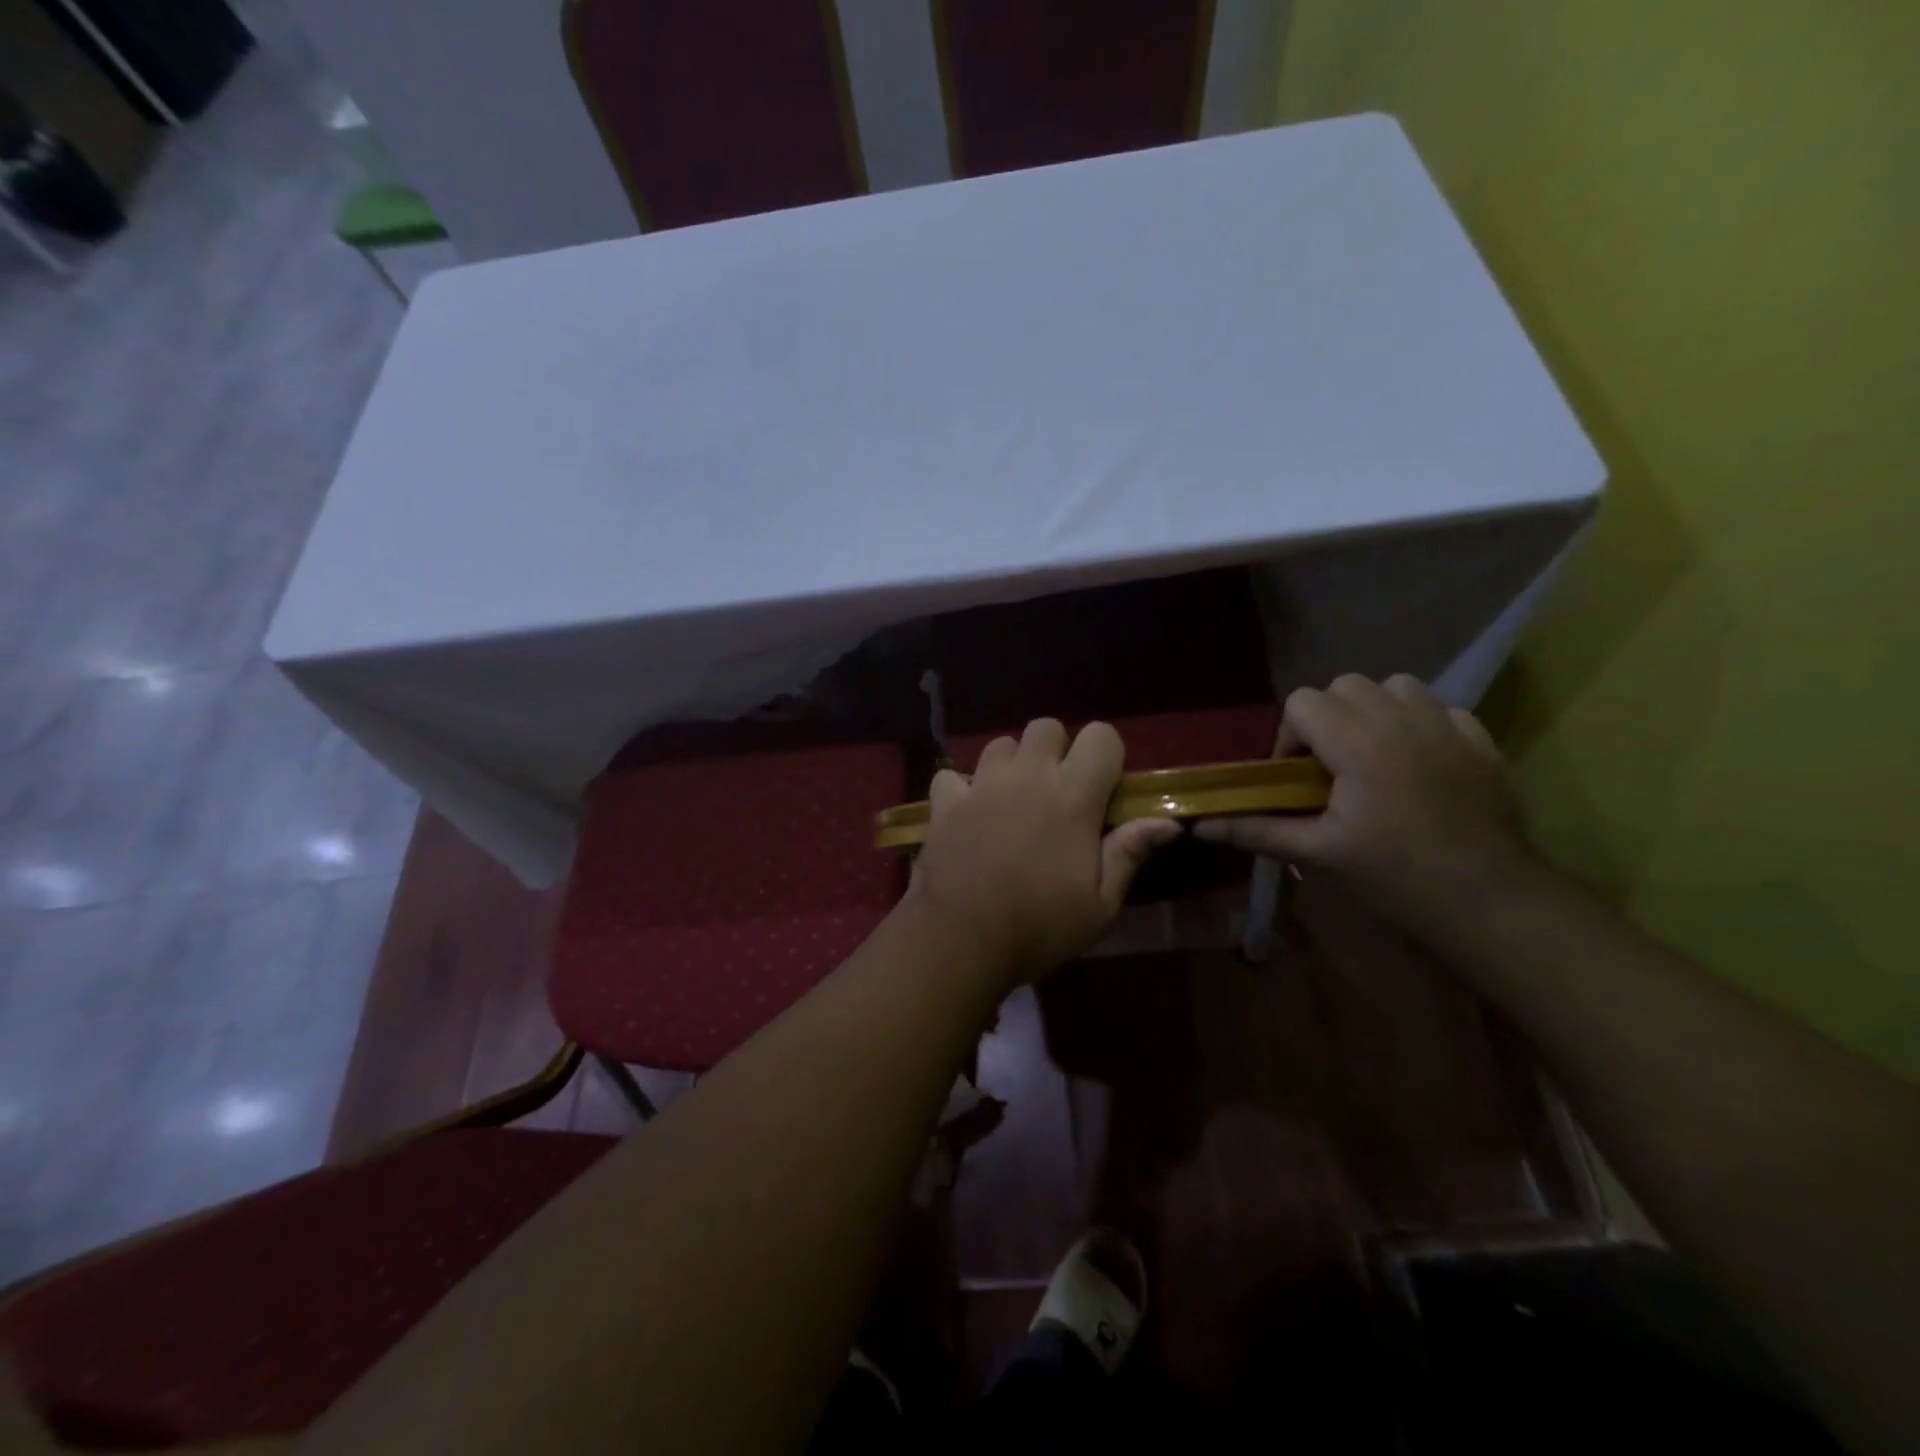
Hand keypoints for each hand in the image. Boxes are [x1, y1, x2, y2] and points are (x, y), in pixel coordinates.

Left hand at [906, 719, 1179, 988]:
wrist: (961, 939)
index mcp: (1073, 795)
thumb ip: (1129, 853)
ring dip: (1012, 764)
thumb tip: (1168, 822)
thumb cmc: (1040, 925)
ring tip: (1013, 800)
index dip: (1107, 756)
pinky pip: (952, 775)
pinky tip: (969, 814)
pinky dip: (962, 789)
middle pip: (1047, 727)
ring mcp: (982, 784)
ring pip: (1001, 743)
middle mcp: (1028, 776)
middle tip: (1057, 792)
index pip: (1101, 736)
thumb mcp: (1100, 904)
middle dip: (1057, 750)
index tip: (1103, 789)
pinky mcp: (946, 801)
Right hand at [1193, 674, 1539, 940]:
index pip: (1304, 702)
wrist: (1487, 898)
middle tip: (1330, 767)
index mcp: (1356, 742)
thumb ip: (1256, 830)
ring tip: (1372, 755)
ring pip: (1394, 686)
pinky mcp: (1479, 741)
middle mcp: (1399, 719)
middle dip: (1327, 718)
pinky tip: (1418, 762)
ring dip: (1372, 710)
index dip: (1290, 735)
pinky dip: (1418, 722)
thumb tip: (1199, 827)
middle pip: (1344, 686)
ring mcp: (1445, 725)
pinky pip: (1438, 707)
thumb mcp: (1317, 854)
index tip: (1297, 777)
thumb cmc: (1393, 876)